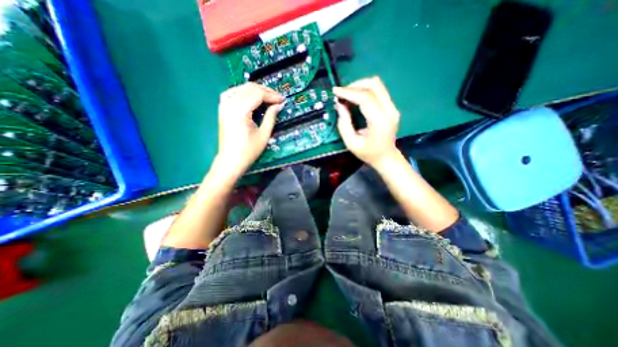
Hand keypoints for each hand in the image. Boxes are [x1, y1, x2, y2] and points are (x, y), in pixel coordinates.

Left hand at [216, 83, 285, 177]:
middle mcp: (230, 103)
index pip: (258, 94)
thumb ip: (271, 117)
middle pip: (250, 88)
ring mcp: (224, 104)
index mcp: (240, 110)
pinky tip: (252, 97)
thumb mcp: (264, 134)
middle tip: (278, 98)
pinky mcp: (223, 107)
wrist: (230, 160)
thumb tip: (279, 105)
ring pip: (242, 88)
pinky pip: (234, 92)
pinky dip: (245, 92)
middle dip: (266, 91)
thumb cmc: (248, 151)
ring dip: (256, 90)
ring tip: (268, 98)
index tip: (283, 100)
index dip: (272, 96)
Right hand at [333, 76, 400, 168]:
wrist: (386, 157)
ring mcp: (393, 107)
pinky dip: (365, 91)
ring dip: (360, 86)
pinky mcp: (391, 107)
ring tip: (347, 95)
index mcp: (380, 122)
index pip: (365, 98)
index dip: (349, 92)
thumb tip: (339, 105)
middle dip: (355, 85)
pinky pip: (378, 91)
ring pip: (377, 85)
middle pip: (374, 85)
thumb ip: (344, 124)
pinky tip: (356, 98)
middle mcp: (390, 111)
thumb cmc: (368, 153)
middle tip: (341, 93)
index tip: (335, 91)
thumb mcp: (351, 143)